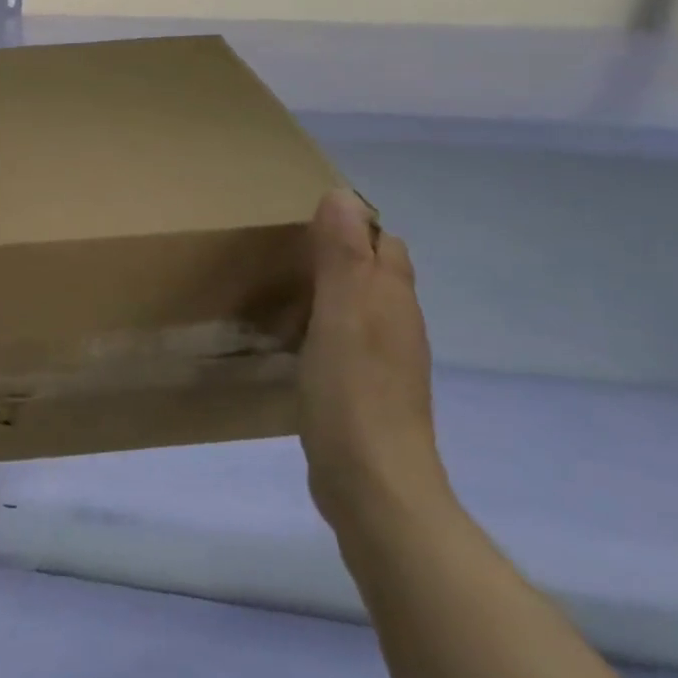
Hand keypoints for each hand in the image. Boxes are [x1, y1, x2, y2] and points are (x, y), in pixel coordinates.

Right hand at [296, 189, 449, 530]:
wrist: (372, 484)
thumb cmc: (352, 391)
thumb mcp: (341, 314)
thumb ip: (341, 256)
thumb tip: (341, 194)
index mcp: (392, 300)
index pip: (384, 243)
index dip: (351, 224)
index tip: (302, 221)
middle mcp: (396, 325)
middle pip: (374, 273)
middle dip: (340, 253)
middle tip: (285, 250)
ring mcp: (384, 362)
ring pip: (359, 307)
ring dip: (329, 290)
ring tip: (281, 287)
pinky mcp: (365, 392)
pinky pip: (346, 341)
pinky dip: (322, 327)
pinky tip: (293, 338)